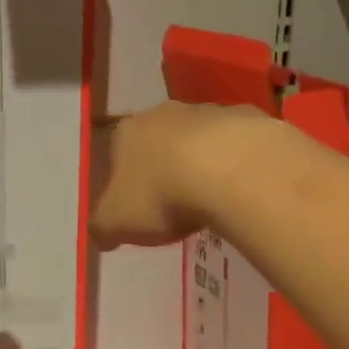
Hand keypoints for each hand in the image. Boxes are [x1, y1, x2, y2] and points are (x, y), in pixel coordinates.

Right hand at [91, 102, 268, 247]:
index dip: (125, 180)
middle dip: (164, 166)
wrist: (230, 171)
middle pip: (158, 140)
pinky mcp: (248, 119)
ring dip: (202, 161)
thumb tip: (100, 237)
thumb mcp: (116, 222)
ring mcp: (208, 112)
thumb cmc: (161, 194)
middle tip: (175, 203)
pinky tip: (243, 188)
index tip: (137, 207)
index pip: (117, 153)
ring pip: (199, 138)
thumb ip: (102, 228)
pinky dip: (238, 162)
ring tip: (213, 198)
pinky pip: (237, 144)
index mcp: (128, 132)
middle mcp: (164, 114)